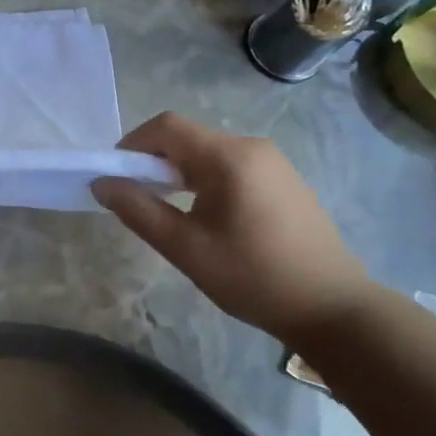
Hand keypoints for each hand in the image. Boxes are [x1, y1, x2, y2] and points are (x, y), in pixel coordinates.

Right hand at [92, 112, 377, 343]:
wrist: (334, 309)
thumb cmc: (253, 277)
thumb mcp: (186, 248)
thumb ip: (138, 210)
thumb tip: (101, 184)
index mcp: (229, 157)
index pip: (166, 126)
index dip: (132, 144)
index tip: (117, 176)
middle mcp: (252, 146)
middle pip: (187, 136)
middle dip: (154, 160)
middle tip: (139, 199)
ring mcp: (273, 161)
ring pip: (208, 151)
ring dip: (179, 170)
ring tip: (171, 210)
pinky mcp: (284, 179)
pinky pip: (231, 164)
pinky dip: (205, 178)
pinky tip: (207, 215)